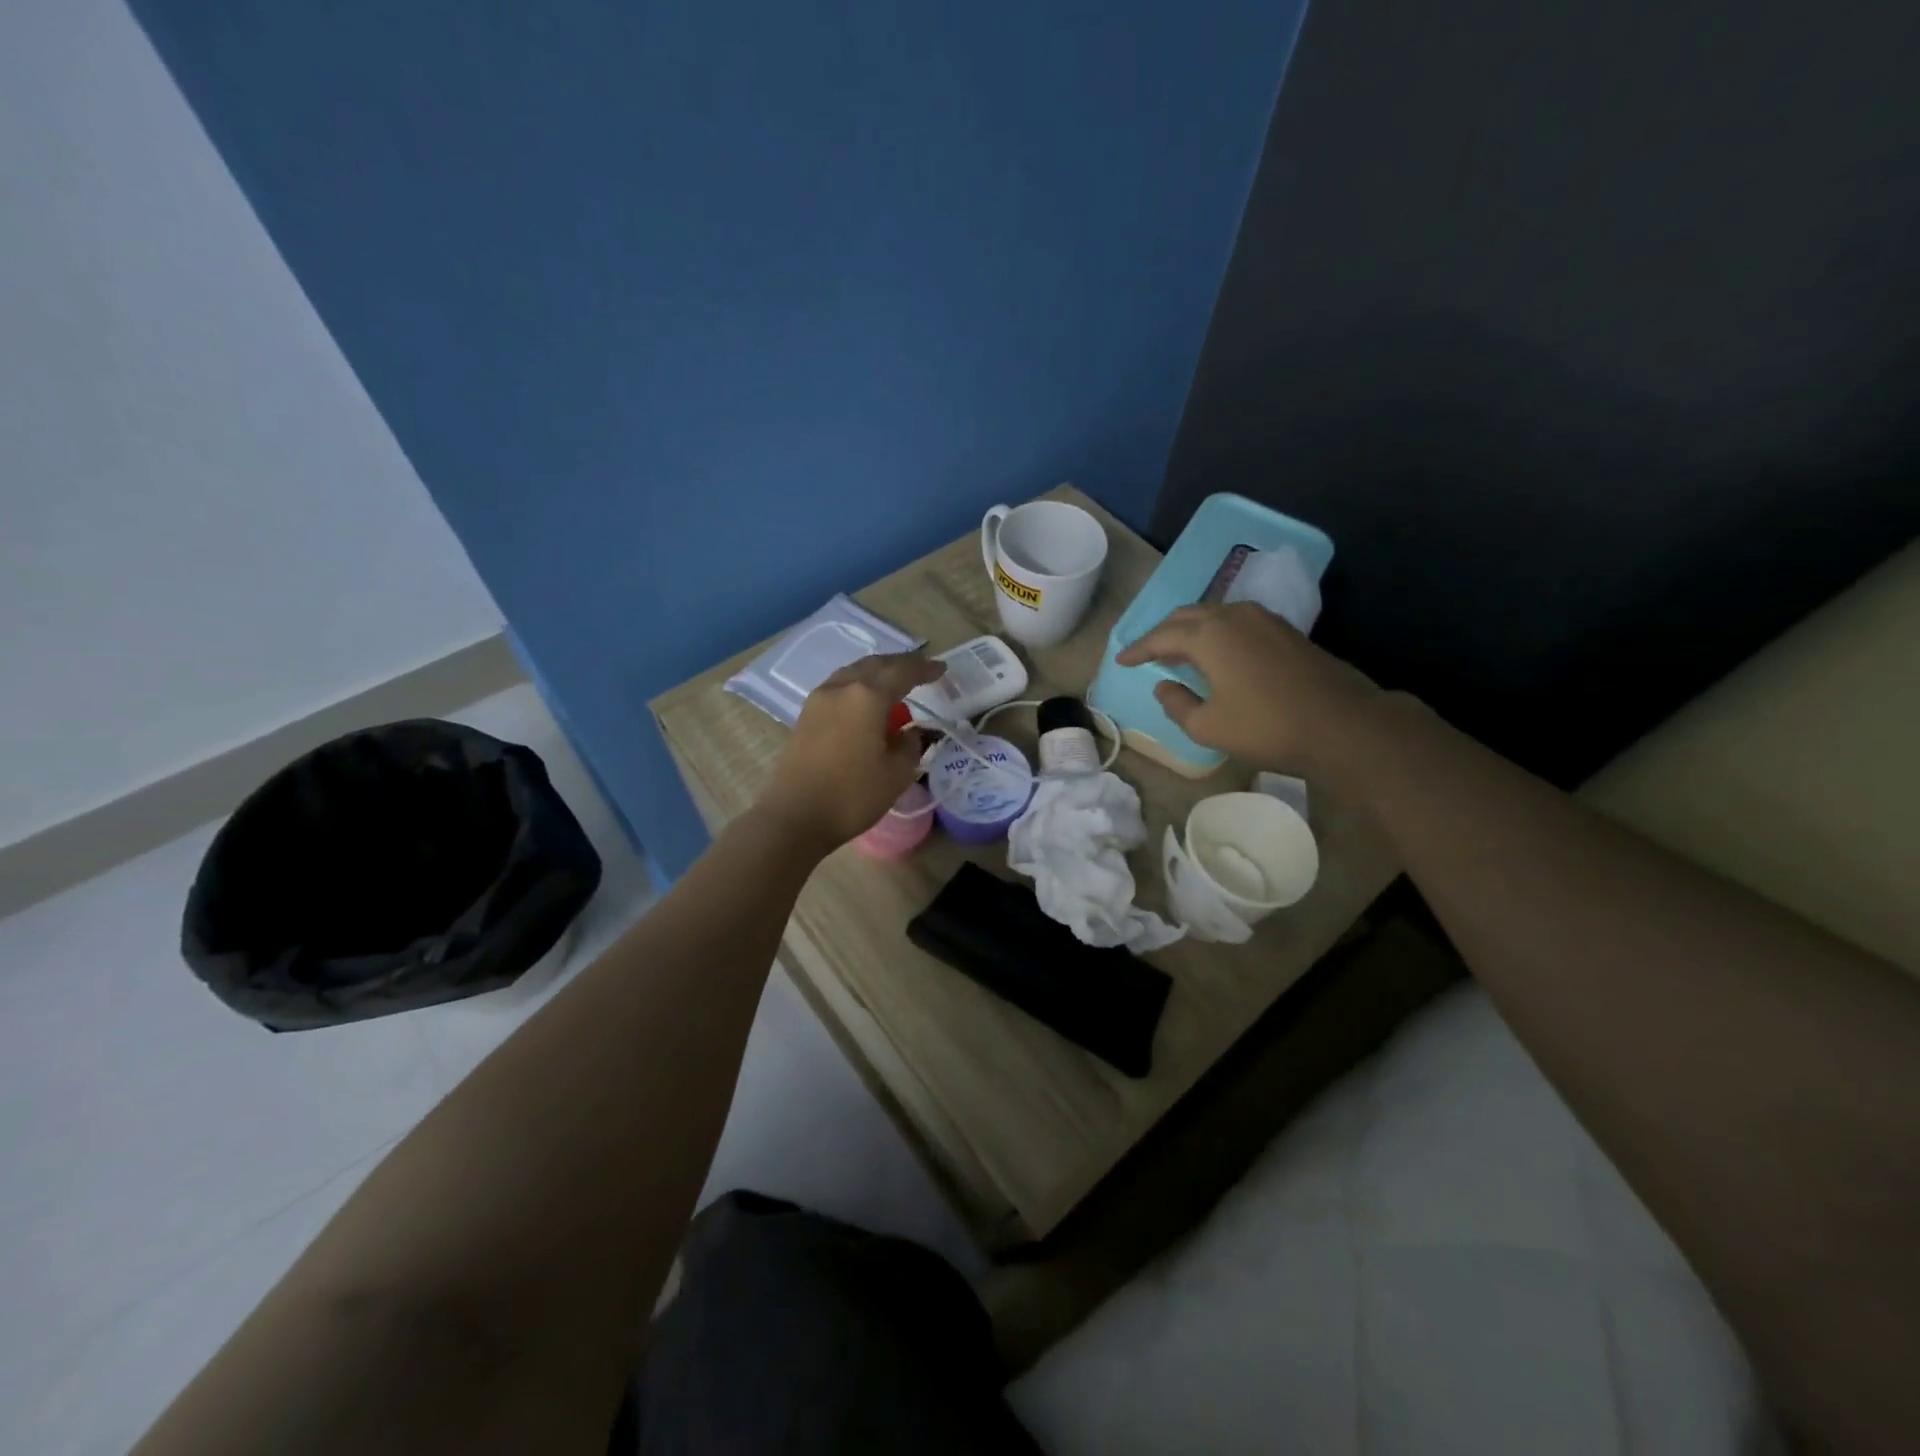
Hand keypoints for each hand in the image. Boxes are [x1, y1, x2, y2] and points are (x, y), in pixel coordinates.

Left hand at [756, 652, 943, 848]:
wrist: (795, 817)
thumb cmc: (852, 795)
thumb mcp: (897, 774)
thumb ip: (910, 745)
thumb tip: (909, 732)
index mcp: (867, 697)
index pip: (902, 672)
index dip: (924, 669)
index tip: (942, 669)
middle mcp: (841, 688)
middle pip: (875, 665)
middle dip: (900, 664)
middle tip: (921, 670)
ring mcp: (819, 699)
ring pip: (853, 672)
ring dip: (876, 672)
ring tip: (894, 683)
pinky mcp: (806, 715)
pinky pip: (839, 687)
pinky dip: (858, 686)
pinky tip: (866, 701)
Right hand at [1115, 602, 1383, 772]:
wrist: (1342, 724)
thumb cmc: (1266, 727)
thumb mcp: (1208, 726)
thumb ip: (1176, 703)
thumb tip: (1164, 685)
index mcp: (1209, 635)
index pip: (1161, 635)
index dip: (1138, 649)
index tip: (1121, 660)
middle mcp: (1233, 616)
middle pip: (1186, 616)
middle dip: (1161, 633)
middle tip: (1146, 653)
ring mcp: (1263, 619)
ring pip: (1213, 615)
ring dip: (1189, 630)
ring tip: (1177, 652)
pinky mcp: (1284, 630)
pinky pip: (1235, 621)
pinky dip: (1215, 633)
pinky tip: (1215, 653)